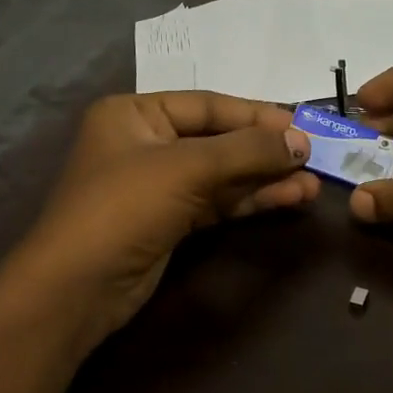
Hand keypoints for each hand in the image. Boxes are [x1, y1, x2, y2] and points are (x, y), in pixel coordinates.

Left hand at [13, 91, 317, 348]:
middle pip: (218, 140)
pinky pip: (217, 202)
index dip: (257, 115)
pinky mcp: (169, 222)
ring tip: (311, 186)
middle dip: (265, 151)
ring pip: (222, 175)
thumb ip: (247, 151)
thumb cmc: (124, 208)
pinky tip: (287, 199)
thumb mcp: (187, 168)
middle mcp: (145, 143)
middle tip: (314, 158)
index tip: (303, 126)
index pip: (208, 105)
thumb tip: (302, 142)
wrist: (78, 288)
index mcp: (135, 113)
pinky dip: (250, 201)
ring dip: (265, 179)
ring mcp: (158, 186)